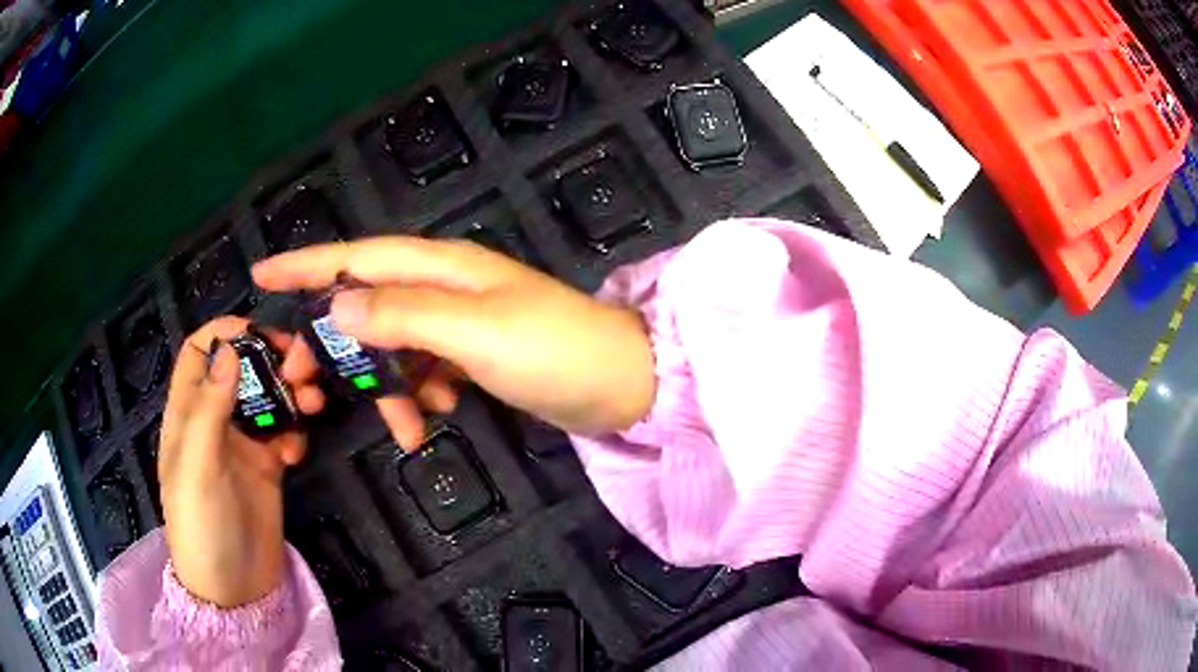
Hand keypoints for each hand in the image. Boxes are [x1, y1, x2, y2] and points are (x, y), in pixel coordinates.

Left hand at [158, 317, 324, 607]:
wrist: (235, 588)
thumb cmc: (202, 524)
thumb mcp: (196, 466)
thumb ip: (208, 407)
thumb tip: (230, 349)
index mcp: (187, 412)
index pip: (199, 352)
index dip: (224, 333)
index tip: (260, 331)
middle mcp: (214, 420)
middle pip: (240, 368)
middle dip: (269, 359)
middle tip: (301, 365)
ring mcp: (242, 444)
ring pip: (267, 397)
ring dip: (290, 392)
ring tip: (313, 402)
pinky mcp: (268, 466)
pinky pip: (285, 432)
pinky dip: (295, 431)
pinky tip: (298, 450)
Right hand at [252, 237, 655, 448]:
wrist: (620, 384)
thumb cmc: (553, 351)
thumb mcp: (473, 332)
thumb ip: (403, 317)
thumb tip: (337, 307)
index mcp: (441, 266)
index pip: (357, 257)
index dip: (306, 265)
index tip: (260, 274)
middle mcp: (443, 285)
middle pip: (366, 305)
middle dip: (335, 345)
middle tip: (304, 383)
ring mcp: (459, 321)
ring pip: (393, 346)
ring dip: (384, 386)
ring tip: (402, 427)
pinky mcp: (472, 353)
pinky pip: (423, 370)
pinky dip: (417, 395)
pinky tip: (432, 418)